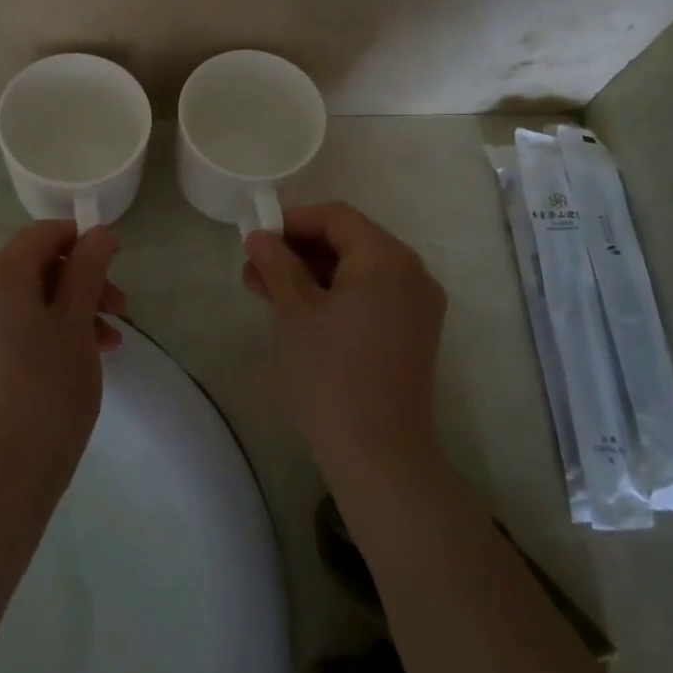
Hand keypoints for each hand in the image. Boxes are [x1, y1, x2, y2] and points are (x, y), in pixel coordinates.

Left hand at [0, 223, 122, 494]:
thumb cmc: (46, 393)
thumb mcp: (77, 324)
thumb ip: (88, 270)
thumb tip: (97, 233)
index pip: (43, 234)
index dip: (83, 242)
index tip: (116, 267)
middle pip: (33, 267)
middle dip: (80, 283)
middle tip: (119, 312)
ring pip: (22, 301)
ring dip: (66, 311)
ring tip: (105, 345)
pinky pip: (5, 328)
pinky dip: (40, 332)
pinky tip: (70, 362)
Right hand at [243, 203, 446, 476]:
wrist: (380, 455)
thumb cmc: (331, 374)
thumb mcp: (295, 312)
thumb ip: (278, 265)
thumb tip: (260, 235)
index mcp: (387, 259)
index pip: (337, 218)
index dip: (294, 221)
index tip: (257, 238)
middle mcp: (412, 272)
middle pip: (350, 241)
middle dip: (299, 251)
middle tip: (255, 268)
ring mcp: (417, 304)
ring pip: (358, 270)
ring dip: (313, 274)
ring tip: (266, 290)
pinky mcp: (413, 331)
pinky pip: (372, 295)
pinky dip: (336, 295)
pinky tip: (299, 311)